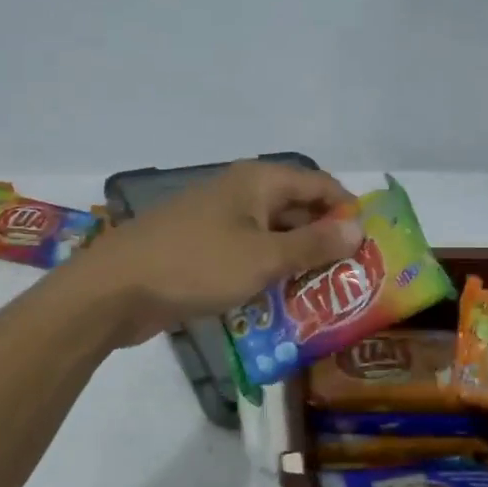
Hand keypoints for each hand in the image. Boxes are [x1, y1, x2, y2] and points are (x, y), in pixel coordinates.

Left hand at [73, 162, 364, 346]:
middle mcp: (239, 193)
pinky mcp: (201, 250)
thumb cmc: (196, 266)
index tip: (372, 245)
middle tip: (354, 278)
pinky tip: (282, 305)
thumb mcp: (263, 258)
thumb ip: (313, 244)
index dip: (347, 210)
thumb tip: (357, 228)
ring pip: (271, 237)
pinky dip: (266, 275)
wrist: (114, 291)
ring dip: (296, 263)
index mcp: (257, 181)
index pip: (319, 184)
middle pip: (296, 210)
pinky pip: (246, 257)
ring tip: (327, 296)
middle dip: (324, 241)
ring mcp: (217, 222)